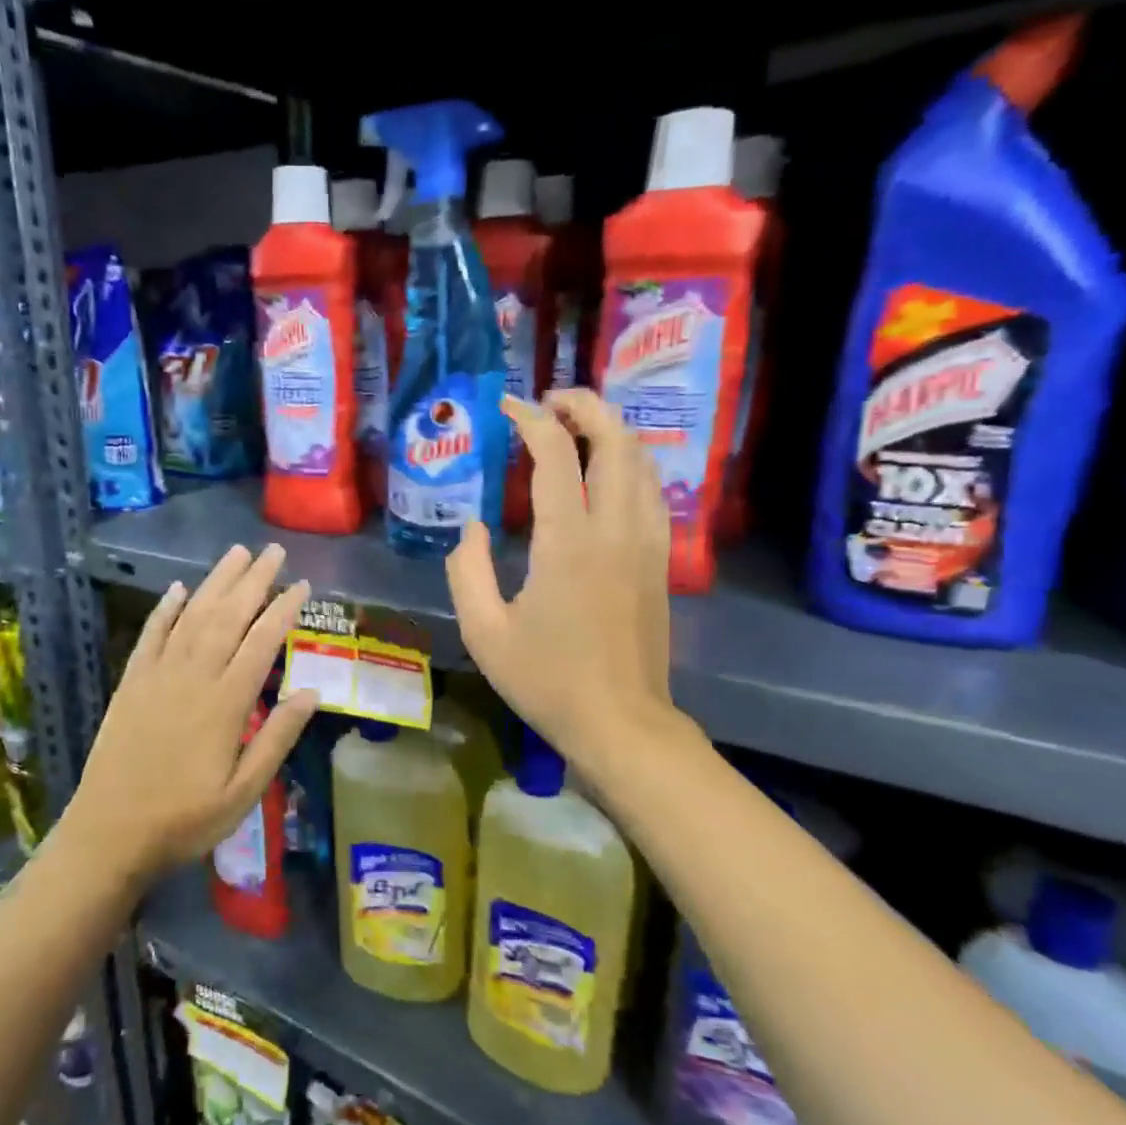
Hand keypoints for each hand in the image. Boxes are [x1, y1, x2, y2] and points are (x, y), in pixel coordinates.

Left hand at [64, 544, 316, 885]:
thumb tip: (312, 692)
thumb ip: (278, 738)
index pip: (261, 643)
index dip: (283, 610)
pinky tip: (177, 588)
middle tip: (273, 551)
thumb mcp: (245, 791)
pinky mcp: (131, 683)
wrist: (109, 833)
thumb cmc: (185, 819)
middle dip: (253, 581)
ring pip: (191, 616)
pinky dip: (165, 609)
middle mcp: (192, 678)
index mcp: (225, 704)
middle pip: (227, 617)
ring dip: (215, 582)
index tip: (301, 584)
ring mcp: (157, 677)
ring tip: (236, 554)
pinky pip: (150, 636)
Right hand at [446, 390, 687, 768]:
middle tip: (551, 401)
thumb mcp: (484, 632)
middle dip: (585, 406)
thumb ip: (467, 571)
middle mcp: (614, 529)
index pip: (555, 455)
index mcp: (567, 542)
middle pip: (614, 440)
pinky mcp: (658, 561)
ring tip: (579, 426)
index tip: (508, 407)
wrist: (620, 723)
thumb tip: (472, 528)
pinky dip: (631, 464)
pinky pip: (651, 492)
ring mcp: (645, 543)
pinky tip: (608, 473)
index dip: (531, 420)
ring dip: (612, 430)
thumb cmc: (546, 681)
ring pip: (642, 461)